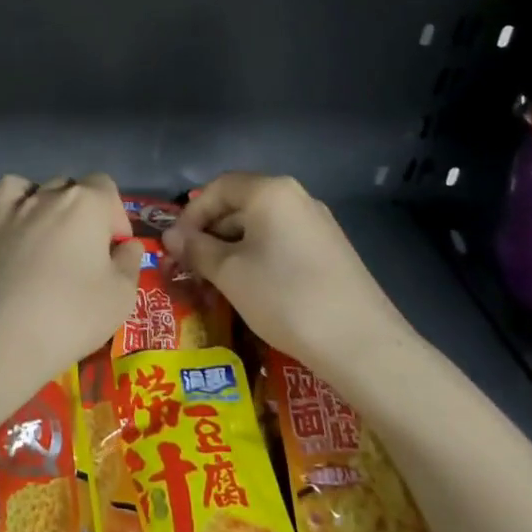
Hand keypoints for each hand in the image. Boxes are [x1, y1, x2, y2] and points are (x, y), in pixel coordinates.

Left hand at [0, 173, 144, 387]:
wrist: (1, 336)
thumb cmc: (71, 314)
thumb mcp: (121, 295)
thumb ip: (129, 262)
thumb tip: (126, 246)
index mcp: (85, 203)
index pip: (105, 186)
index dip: (116, 215)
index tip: (115, 249)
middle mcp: (47, 196)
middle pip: (70, 188)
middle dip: (82, 211)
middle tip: (85, 250)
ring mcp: (10, 210)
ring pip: (31, 188)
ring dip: (44, 203)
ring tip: (47, 235)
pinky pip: (0, 205)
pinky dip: (10, 213)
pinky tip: (15, 238)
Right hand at [166, 173, 412, 367]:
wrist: (361, 344)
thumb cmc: (284, 297)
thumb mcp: (229, 273)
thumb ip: (196, 249)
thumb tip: (170, 237)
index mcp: (270, 191)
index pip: (218, 188)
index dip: (191, 214)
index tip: (176, 246)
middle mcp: (296, 197)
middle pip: (240, 203)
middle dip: (211, 232)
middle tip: (192, 266)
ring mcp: (318, 223)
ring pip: (261, 225)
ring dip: (233, 247)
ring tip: (217, 280)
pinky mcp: (331, 250)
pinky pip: (282, 241)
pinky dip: (259, 256)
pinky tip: (252, 287)